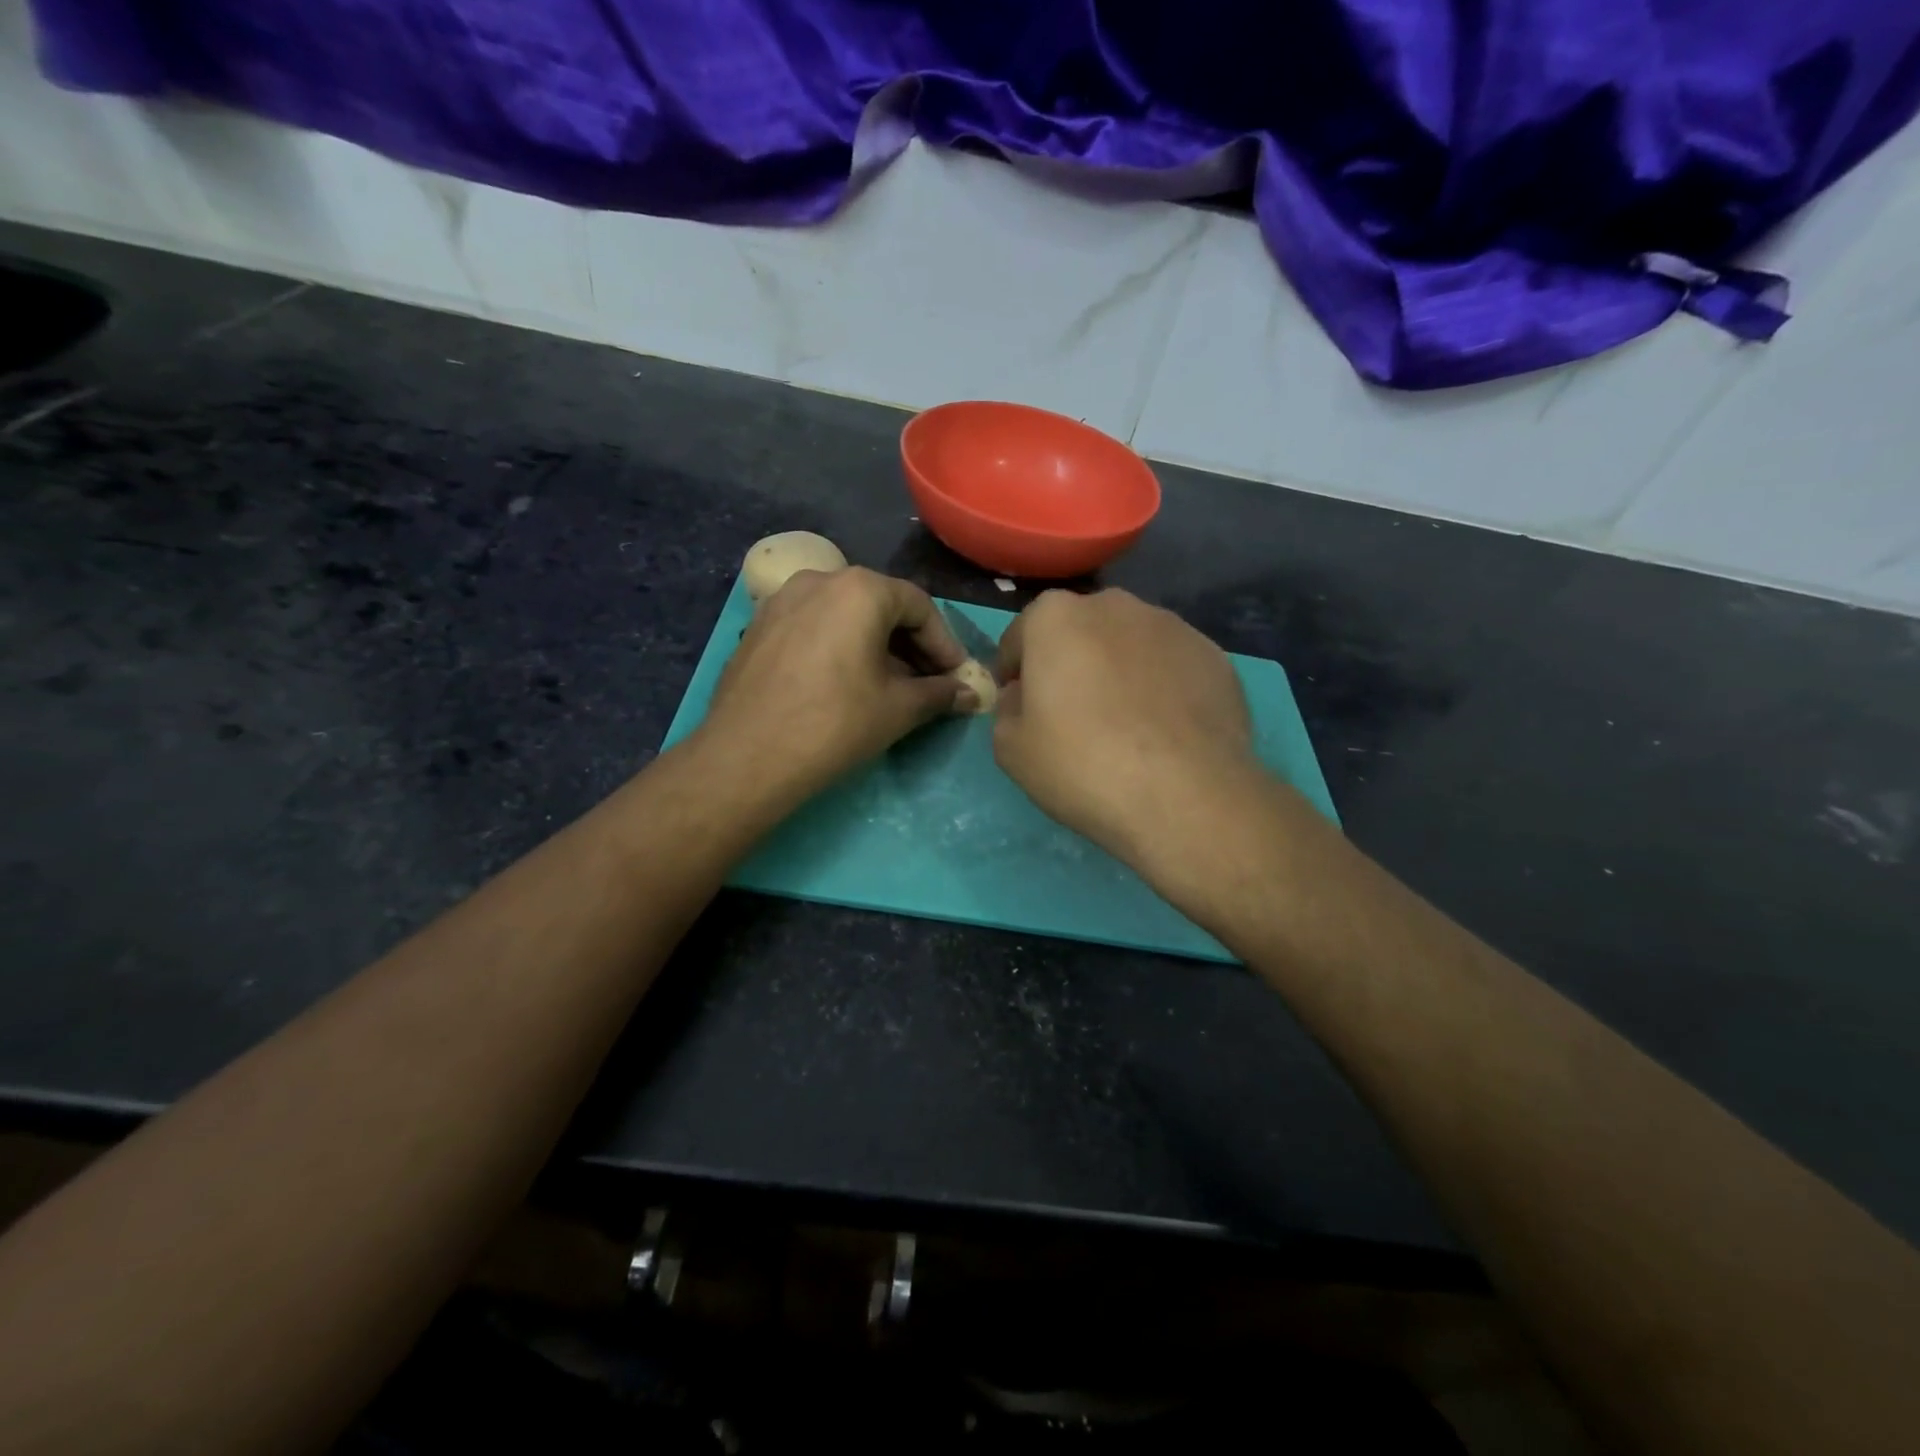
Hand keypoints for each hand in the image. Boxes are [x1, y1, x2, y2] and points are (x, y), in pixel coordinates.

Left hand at [699, 566, 971, 804]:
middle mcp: (819, 579)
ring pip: (844, 615)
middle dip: (910, 645)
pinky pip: (813, 627)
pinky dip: (838, 647)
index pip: (919, 606)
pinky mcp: (758, 627)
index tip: (956, 677)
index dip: (945, 644)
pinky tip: (844, 684)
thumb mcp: (899, 709)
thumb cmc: (835, 724)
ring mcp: (782, 601)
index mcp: (860, 589)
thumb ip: (940, 694)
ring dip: (874, 646)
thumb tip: (969, 695)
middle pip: (880, 605)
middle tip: (928, 683)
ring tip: (888, 686)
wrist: (747, 757)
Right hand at [993, 589, 1260, 870]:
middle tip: (1071, 715)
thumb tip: (1024, 696)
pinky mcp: (1215, 656)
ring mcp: (1172, 627)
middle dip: (1070, 664)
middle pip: (1078, 633)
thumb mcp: (1011, 749)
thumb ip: (1007, 710)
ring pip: (1129, 646)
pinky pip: (1171, 668)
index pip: (1020, 637)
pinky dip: (1161, 689)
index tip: (1020, 708)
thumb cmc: (1082, 765)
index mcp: (1055, 617)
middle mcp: (1115, 606)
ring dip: (1118, 672)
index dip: (1014, 674)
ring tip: (1125, 725)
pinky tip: (1164, 733)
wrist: (1185, 796)